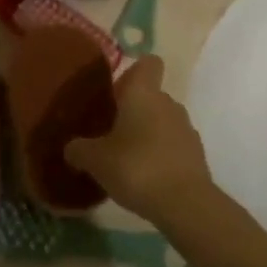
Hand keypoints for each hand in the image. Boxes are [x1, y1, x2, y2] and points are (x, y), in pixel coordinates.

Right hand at [65, 58, 212, 225]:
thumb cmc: (136, 168)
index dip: (133, 72)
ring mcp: (186, 128)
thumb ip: (79, 149)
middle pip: (151, 95)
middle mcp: (168, 103)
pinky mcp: (196, 154)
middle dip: (133, 109)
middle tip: (110, 131)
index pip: (148, 63)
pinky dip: (161, 153)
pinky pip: (173, 143)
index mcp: (144, 93)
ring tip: (126, 157)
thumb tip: (71, 147)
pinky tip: (145, 175)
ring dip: (147, 132)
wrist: (184, 204)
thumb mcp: (95, 160)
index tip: (116, 90)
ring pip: (162, 120)